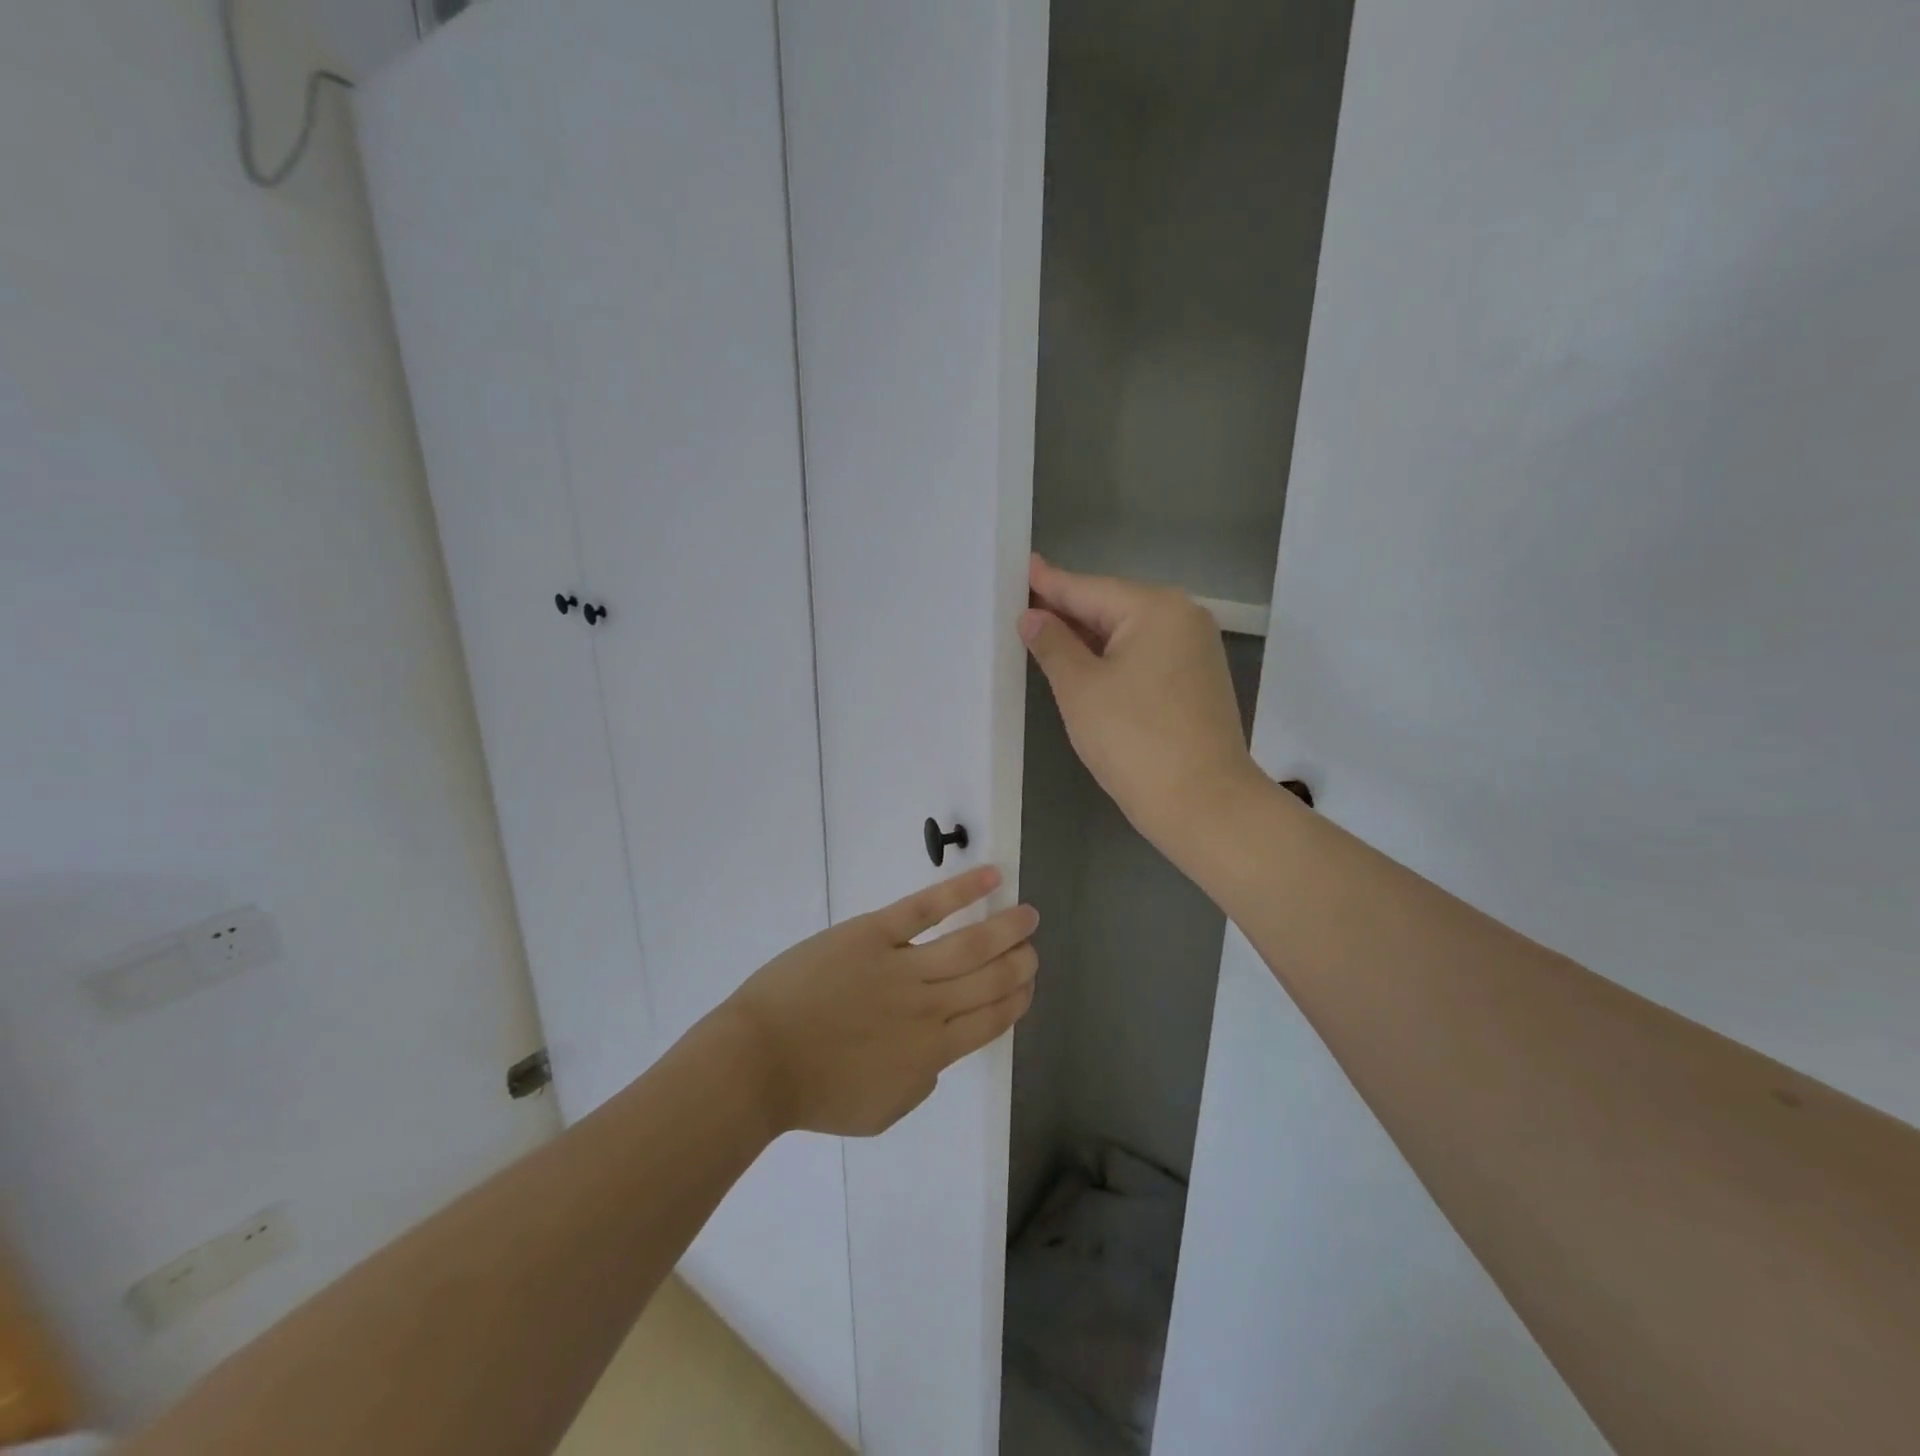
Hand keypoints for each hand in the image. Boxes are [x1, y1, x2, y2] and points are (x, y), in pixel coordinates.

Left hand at [722, 867, 1038, 1137]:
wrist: (759, 1061)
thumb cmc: (814, 1092)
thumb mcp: (880, 1110)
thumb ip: (920, 1082)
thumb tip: (937, 1056)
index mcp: (931, 1053)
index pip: (991, 1020)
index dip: (1016, 1000)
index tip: (1028, 984)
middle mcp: (928, 1008)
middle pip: (989, 980)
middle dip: (1019, 963)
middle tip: (1032, 947)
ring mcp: (902, 967)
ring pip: (970, 944)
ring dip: (1005, 929)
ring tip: (1027, 915)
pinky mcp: (873, 934)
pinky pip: (925, 909)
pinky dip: (961, 891)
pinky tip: (989, 877)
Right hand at [1021, 553, 1261, 848]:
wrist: (1204, 804)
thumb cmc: (1134, 740)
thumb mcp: (1081, 689)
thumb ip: (1053, 645)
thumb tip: (1033, 617)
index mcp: (1155, 608)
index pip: (1088, 589)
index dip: (1049, 583)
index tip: (1022, 566)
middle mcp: (1182, 618)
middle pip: (1111, 607)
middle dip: (1067, 610)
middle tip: (1022, 604)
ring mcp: (1195, 650)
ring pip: (1127, 633)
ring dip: (1087, 636)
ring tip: (1042, 630)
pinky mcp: (1196, 681)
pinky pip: (1143, 656)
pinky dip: (1111, 657)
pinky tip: (1083, 663)